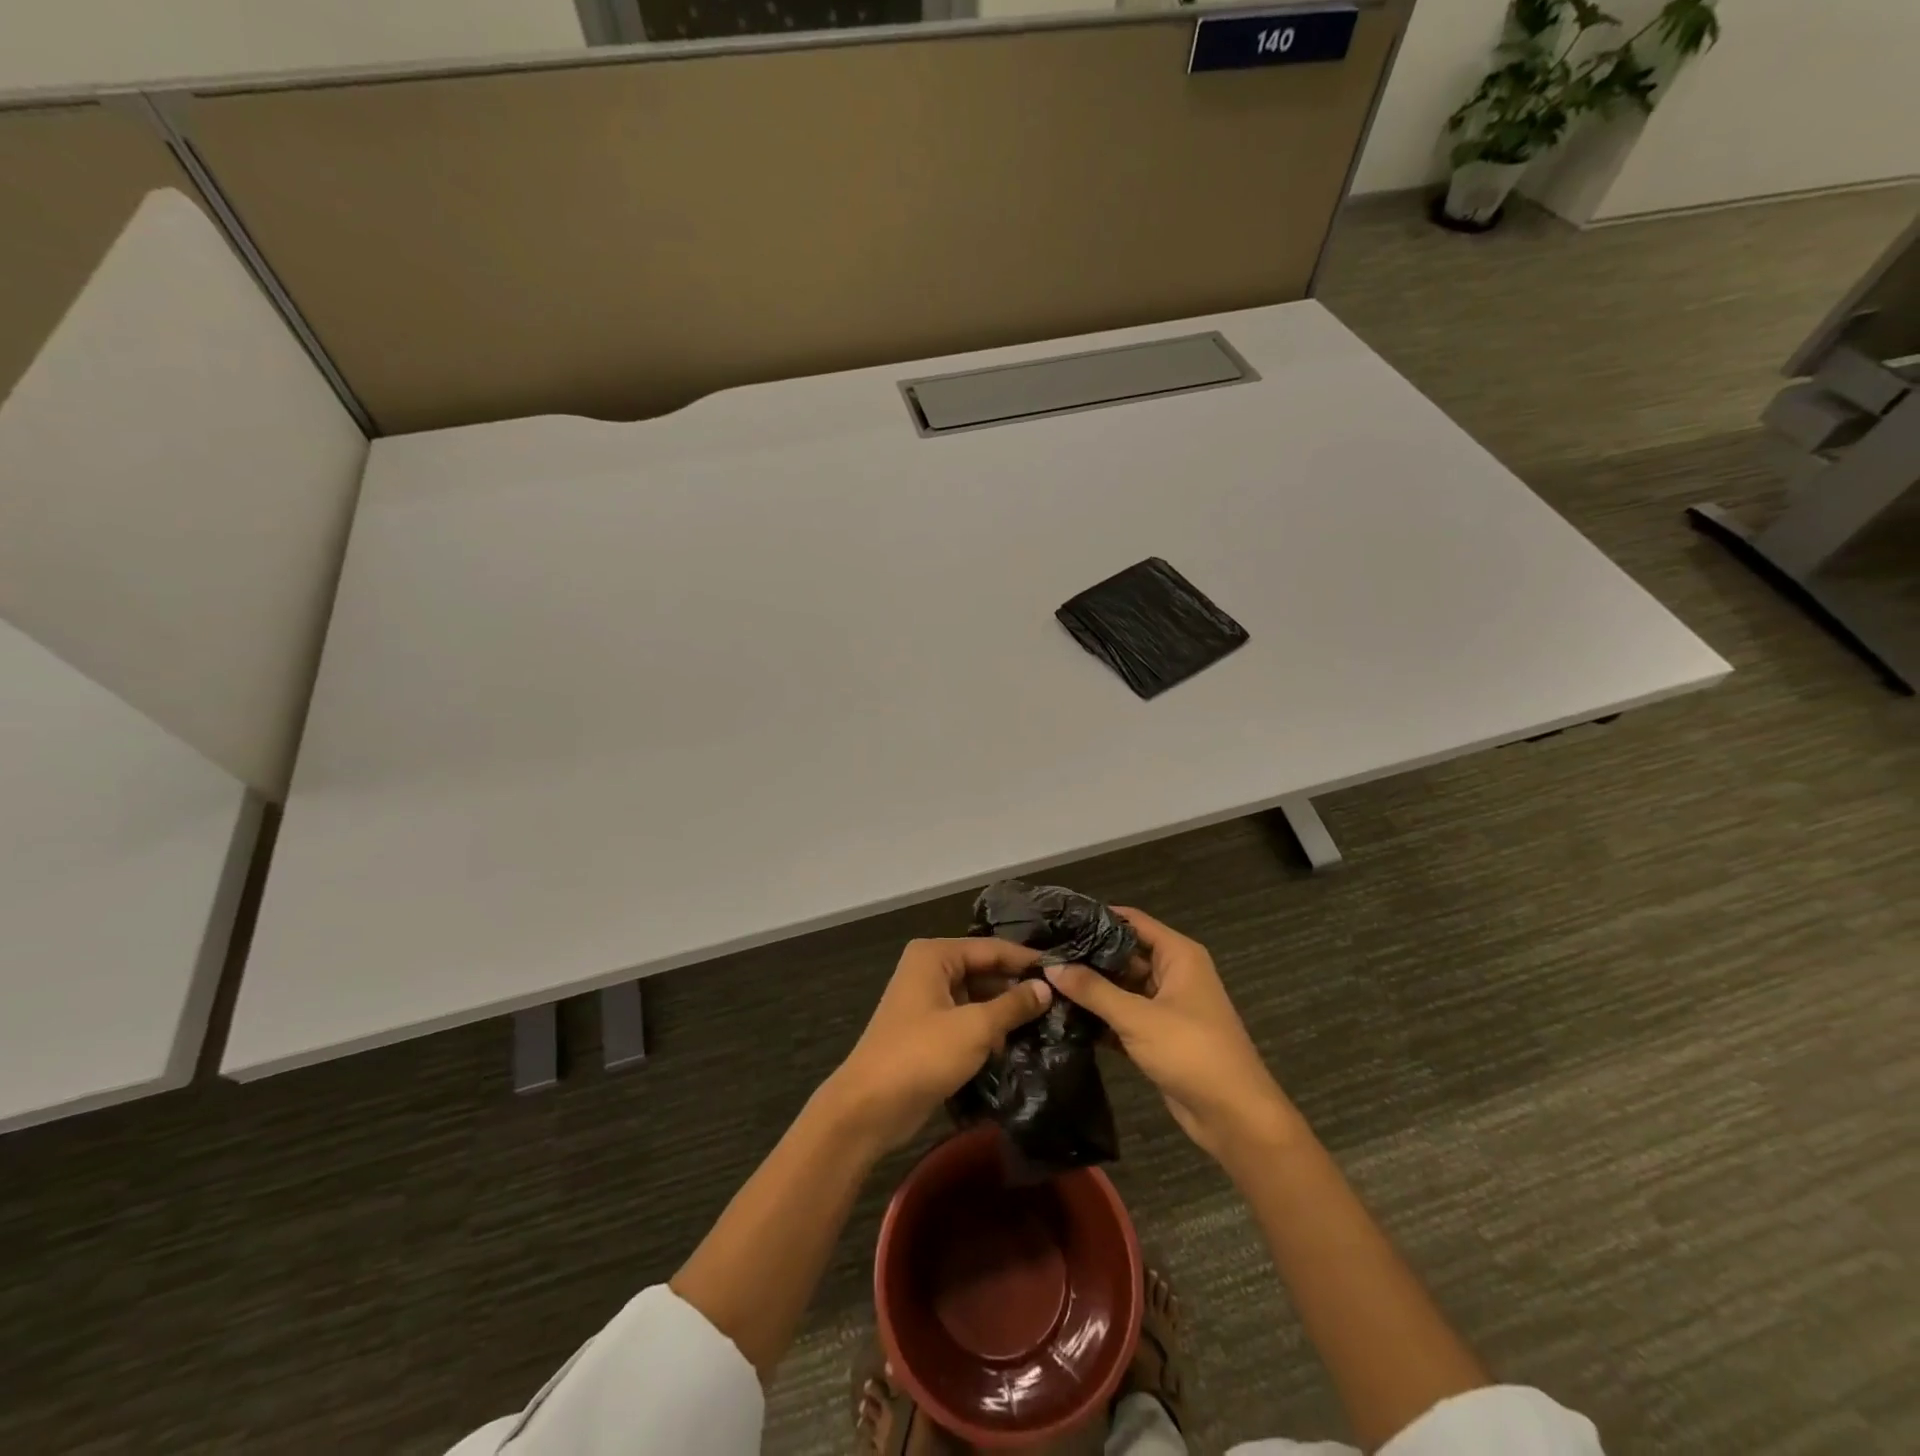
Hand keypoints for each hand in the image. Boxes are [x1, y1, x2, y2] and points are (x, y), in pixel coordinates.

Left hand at [827, 938, 1052, 1153]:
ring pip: (977, 996)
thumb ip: (1012, 1005)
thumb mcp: (974, 1028)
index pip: (992, 948)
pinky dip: (988, 1029)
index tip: (1065, 971)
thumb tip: (1046, 988)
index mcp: (935, 955)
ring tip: (1049, 1022)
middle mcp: (930, 969)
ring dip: (1005, 1011)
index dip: (1027, 960)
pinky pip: (966, 1019)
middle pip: (984, 970)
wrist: (869, 1107)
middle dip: (1017, 987)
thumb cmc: (921, 1055)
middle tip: (1062, 1001)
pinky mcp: (928, 1030)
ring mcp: (927, 1000)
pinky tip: (1018, 1043)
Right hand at [1045, 908, 1296, 1172]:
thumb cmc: (1192, 1052)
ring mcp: (1165, 1006)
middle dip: (1087, 955)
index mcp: (1178, 955)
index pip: (1131, 921)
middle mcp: (1172, 973)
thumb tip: (1051, 966)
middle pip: (1123, 954)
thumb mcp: (1138, 1018)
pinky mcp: (1157, 1036)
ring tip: (1043, 980)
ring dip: (1090, 988)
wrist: (1234, 1117)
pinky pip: (1122, 1016)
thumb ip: (1093, 990)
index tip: (1057, 918)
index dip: (1096, 917)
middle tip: (1042, 953)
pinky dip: (1099, 1017)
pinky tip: (1063, 1015)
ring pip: (1120, 987)